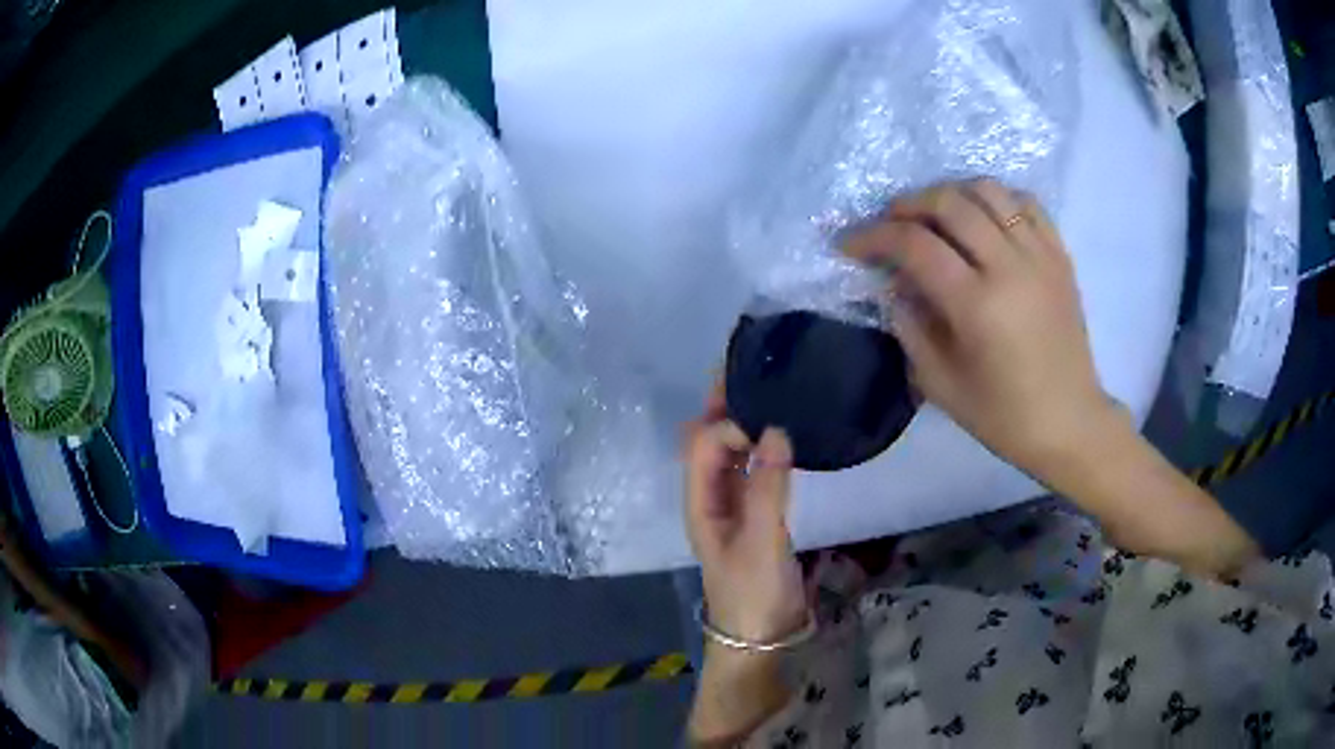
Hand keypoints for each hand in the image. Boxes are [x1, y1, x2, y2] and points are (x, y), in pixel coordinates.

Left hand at [683, 388, 805, 644]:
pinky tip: (781, 435)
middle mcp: (711, 495)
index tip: (766, 415)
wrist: (761, 637)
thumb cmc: (754, 592)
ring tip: (768, 389)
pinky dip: (760, 447)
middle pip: (709, 440)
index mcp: (700, 500)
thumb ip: (769, 486)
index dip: (728, 423)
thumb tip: (775, 430)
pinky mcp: (755, 514)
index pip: (704, 443)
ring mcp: (733, 505)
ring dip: (742, 421)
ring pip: (730, 453)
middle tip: (751, 366)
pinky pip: (752, 470)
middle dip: (722, 404)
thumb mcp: (763, 541)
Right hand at [844, 179, 1123, 479]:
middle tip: (890, 222)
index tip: (851, 244)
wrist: (1069, 422)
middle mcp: (1009, 267)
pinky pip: (1026, 204)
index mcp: (977, 305)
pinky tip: (983, 218)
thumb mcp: (940, 383)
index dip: (874, 236)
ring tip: (936, 215)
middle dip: (908, 204)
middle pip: (949, 203)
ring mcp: (1040, 256)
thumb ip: (909, 326)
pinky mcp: (1060, 256)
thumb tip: (891, 283)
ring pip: (989, 191)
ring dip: (951, 193)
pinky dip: (997, 200)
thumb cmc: (1003, 416)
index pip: (914, 245)